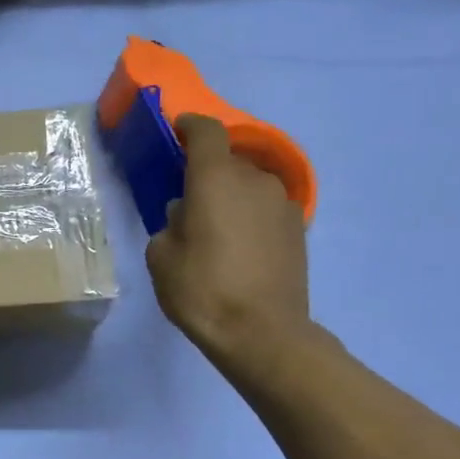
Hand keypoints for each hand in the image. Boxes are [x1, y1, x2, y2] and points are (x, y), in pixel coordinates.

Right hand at [146, 115, 313, 382]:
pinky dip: (250, 218)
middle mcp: (254, 180)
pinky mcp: (298, 229)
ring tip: (215, 230)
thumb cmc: (202, 290)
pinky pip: (265, 210)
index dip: (190, 126)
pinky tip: (239, 248)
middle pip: (228, 162)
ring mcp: (282, 204)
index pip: (206, 131)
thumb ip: (170, 224)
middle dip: (207, 175)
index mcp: (216, 179)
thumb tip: (187, 214)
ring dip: (231, 198)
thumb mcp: (161, 258)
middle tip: (189, 202)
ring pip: (249, 187)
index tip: (177, 130)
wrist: (263, 333)